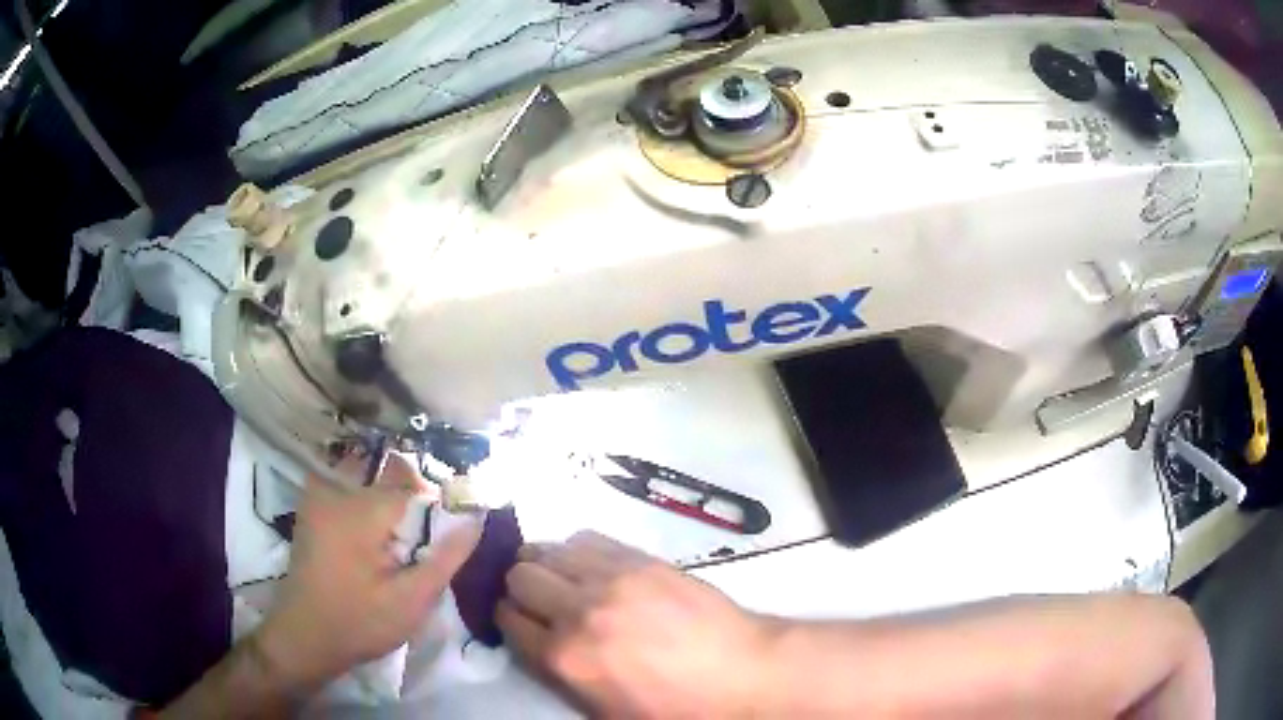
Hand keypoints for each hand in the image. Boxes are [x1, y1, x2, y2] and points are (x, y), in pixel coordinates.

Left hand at [254, 454, 482, 691]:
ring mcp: (318, 496)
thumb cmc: (359, 623)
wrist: (303, 637)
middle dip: (415, 498)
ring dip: (391, 496)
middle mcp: (336, 490)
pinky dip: (367, 497)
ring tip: (404, 537)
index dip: (439, 503)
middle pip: (389, 475)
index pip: (414, 485)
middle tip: (427, 539)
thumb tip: (477, 519)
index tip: (452, 528)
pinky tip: (378, 531)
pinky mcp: (312, 508)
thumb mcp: (412, 600)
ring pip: (368, 476)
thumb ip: (446, 557)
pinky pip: (347, 486)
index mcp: (361, 509)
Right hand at [496, 532, 771, 717]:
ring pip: (545, 550)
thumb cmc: (675, 706)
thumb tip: (537, 642)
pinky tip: (591, 566)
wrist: (742, 672)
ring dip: (544, 564)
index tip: (519, 621)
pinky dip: (576, 550)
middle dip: (520, 589)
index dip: (507, 619)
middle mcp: (577, 611)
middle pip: (517, 576)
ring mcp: (610, 578)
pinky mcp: (639, 557)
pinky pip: (585, 537)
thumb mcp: (605, 711)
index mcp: (564, 658)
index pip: (505, 619)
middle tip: (541, 601)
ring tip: (561, 580)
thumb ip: (559, 675)